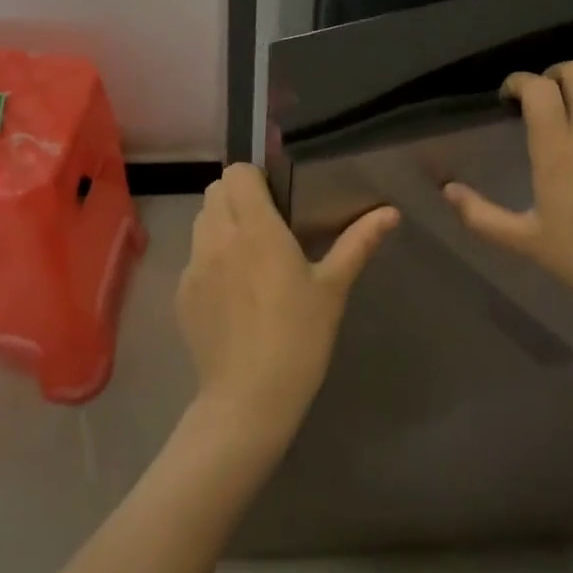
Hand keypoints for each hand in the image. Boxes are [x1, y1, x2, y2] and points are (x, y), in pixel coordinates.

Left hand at [178, 164, 397, 451]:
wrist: (249, 400)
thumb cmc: (299, 338)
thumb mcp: (333, 289)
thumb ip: (358, 242)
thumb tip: (391, 212)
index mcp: (256, 228)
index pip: (237, 172)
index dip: (255, 178)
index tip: (276, 200)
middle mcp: (218, 237)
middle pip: (216, 190)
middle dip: (238, 197)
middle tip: (266, 224)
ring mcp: (194, 265)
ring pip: (201, 220)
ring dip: (222, 223)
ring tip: (248, 254)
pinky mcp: (182, 292)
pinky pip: (193, 256)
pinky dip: (210, 258)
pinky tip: (233, 292)